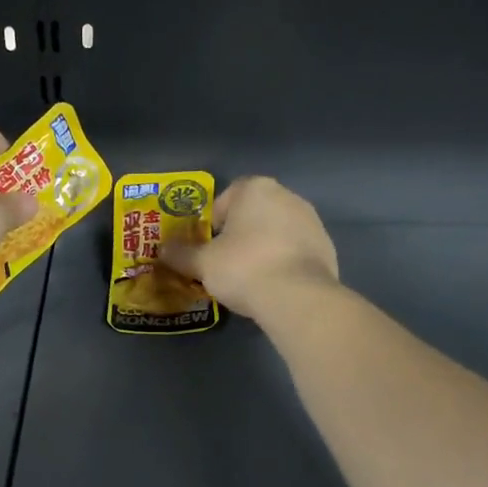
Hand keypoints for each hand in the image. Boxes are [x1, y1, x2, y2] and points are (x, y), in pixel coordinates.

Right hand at [160, 176, 339, 319]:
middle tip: (225, 262)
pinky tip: (274, 285)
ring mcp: (311, 221)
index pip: (226, 197)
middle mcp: (287, 196)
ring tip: (251, 277)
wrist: (298, 297)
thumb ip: (181, 254)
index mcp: (256, 189)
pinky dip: (283, 262)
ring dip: (263, 247)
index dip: (213, 222)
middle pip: (254, 213)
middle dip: (239, 234)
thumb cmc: (244, 268)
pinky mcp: (326, 246)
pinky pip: (295, 250)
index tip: (208, 246)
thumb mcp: (203, 264)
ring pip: (276, 231)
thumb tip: (161, 250)